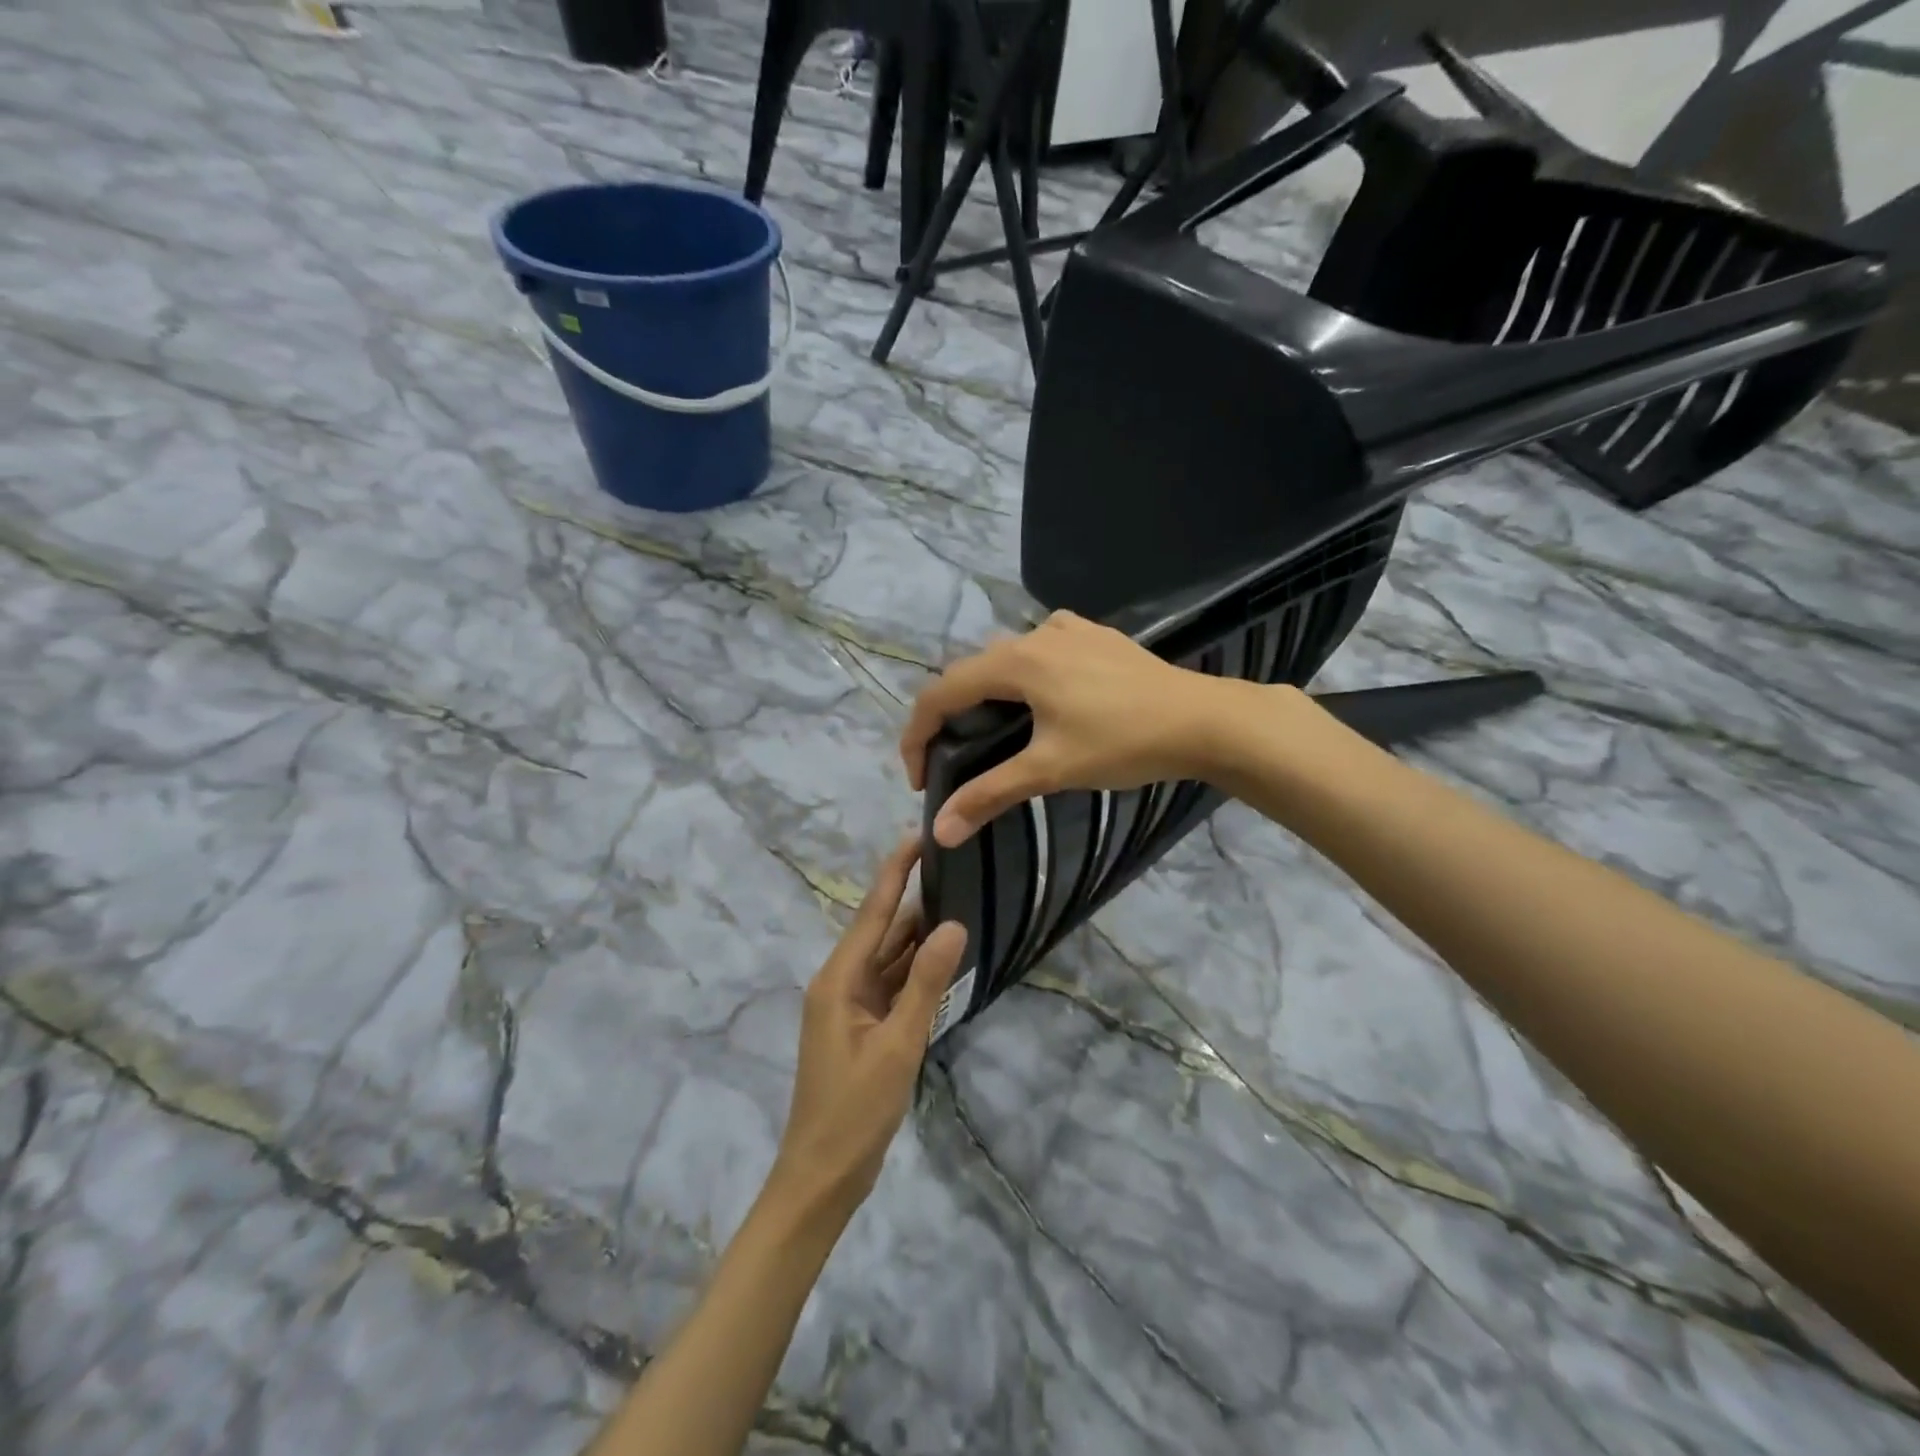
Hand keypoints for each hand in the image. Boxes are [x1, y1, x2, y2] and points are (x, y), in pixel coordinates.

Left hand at [769, 840, 967, 1221]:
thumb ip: (926, 983)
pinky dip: (917, 971)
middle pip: (882, 930)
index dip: (896, 871)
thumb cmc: (854, 1112)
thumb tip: (953, 924)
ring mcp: (852, 1005)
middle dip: (915, 899)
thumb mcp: (898, 1045)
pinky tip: (945, 956)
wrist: (822, 1177)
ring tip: (960, 899)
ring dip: (919, 935)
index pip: (873, 911)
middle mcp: (841, 982)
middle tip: (957, 867)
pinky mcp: (863, 1026)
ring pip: (890, 958)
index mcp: (839, 979)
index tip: (919, 835)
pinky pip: (893, 985)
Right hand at [900, 611, 1242, 846]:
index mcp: (1015, 662)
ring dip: (989, 692)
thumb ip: (990, 794)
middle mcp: (1034, 635)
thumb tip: (940, 832)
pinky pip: (1044, 647)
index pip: (941, 693)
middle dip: (950, 717)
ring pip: (1008, 657)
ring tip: (995, 731)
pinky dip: (1028, 672)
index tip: (920, 780)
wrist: (1203, 720)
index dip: (917, 736)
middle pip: (971, 673)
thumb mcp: (1050, 769)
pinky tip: (1046, 694)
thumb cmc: (1122, 742)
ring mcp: (1069, 630)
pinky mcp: (1097, 636)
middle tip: (953, 762)